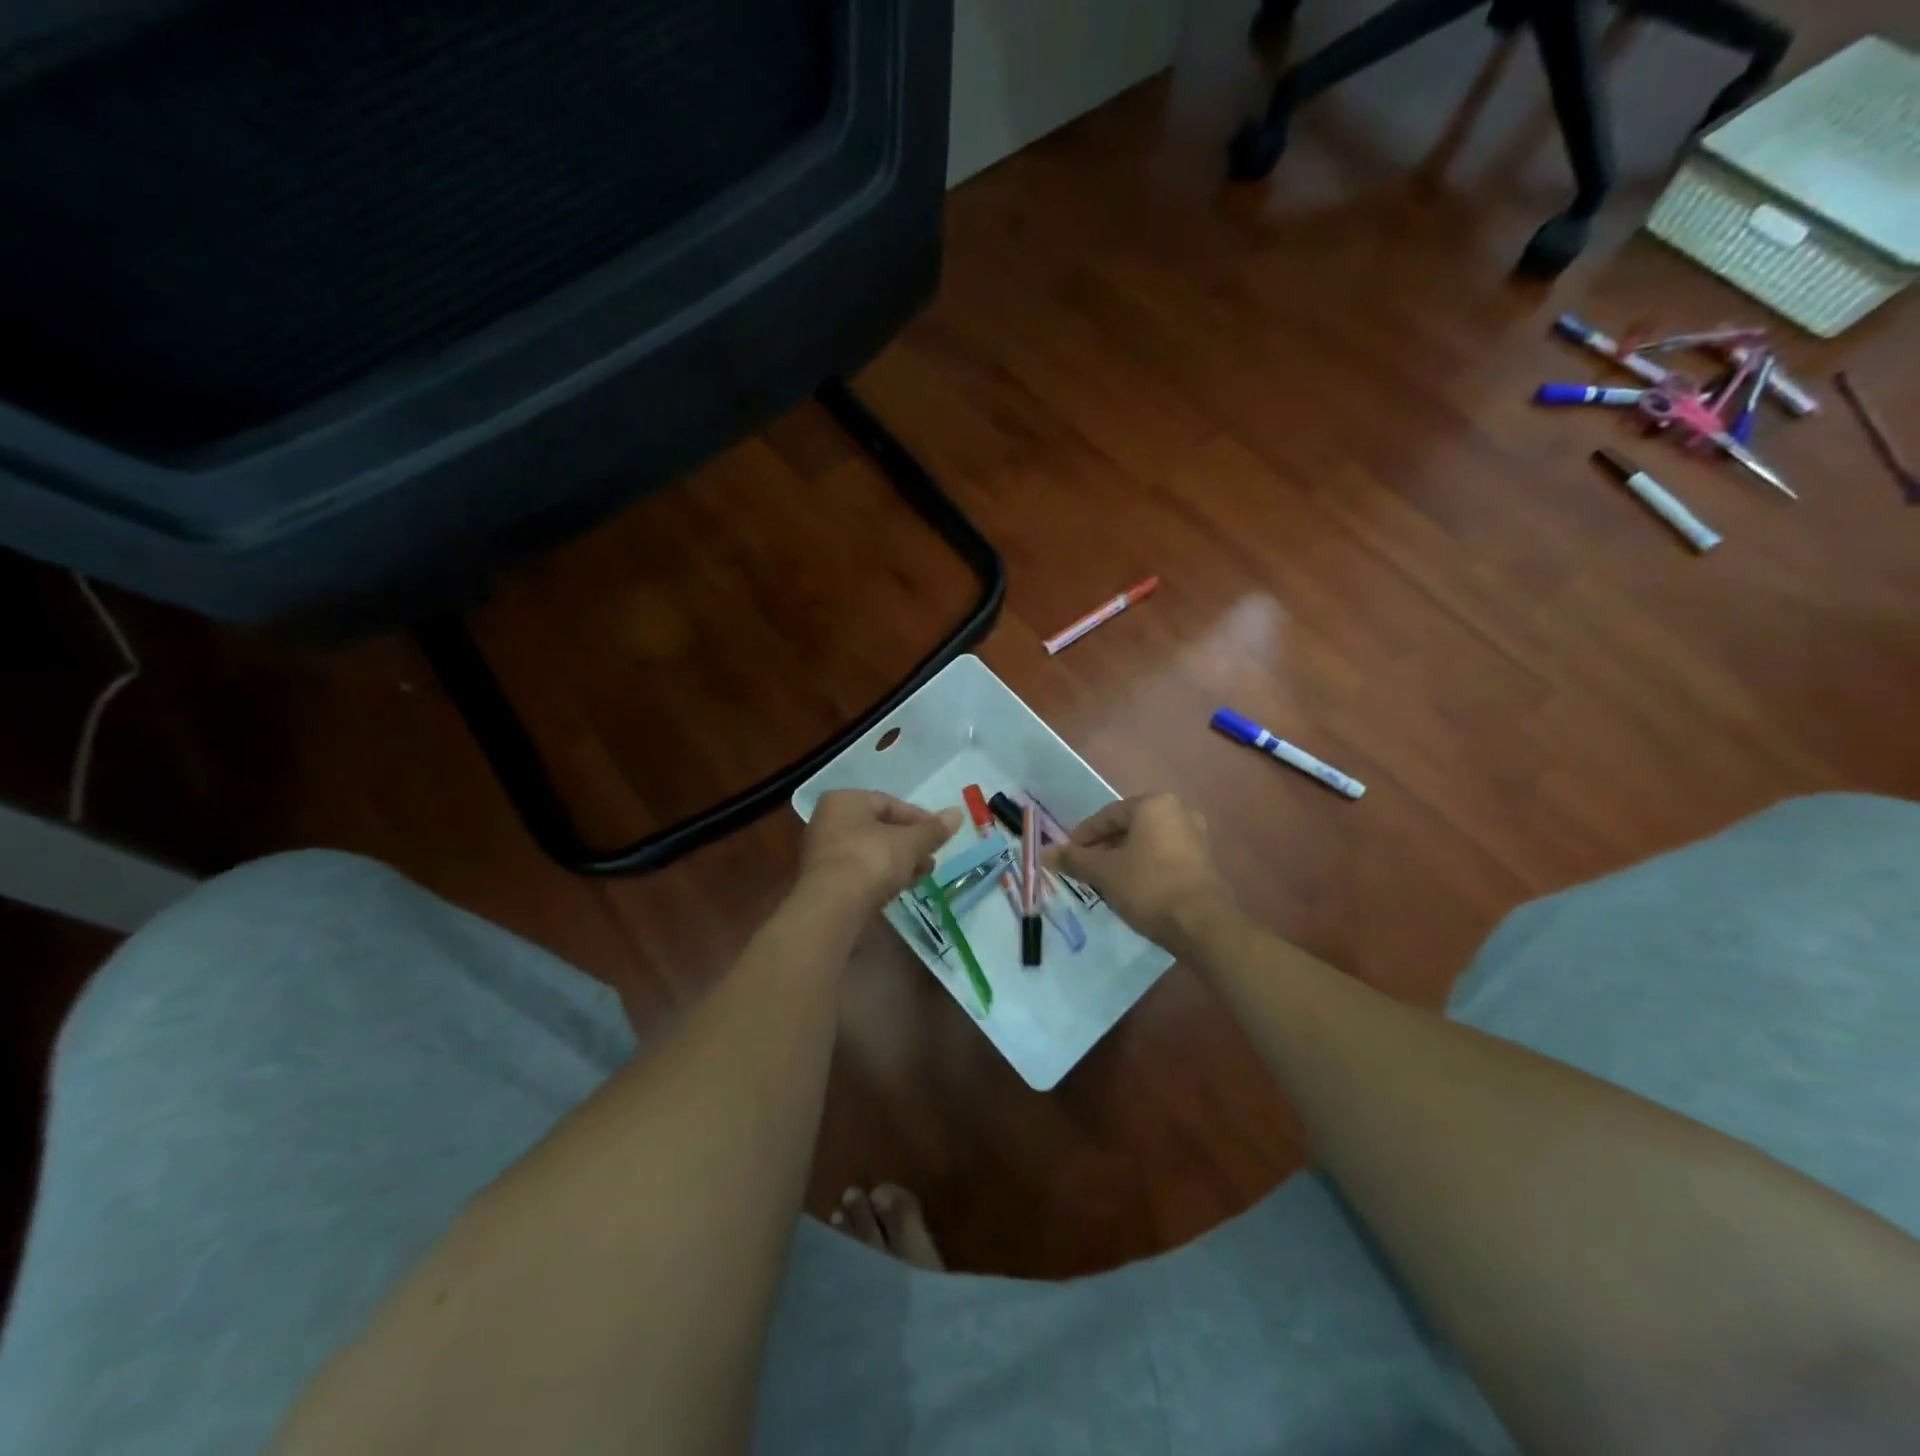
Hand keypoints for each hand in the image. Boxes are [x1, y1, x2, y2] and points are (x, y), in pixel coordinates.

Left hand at [799, 790, 962, 914]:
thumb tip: (957, 814)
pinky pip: (859, 871)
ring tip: (921, 876)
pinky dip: (880, 876)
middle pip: (879, 828)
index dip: (919, 819)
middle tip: (931, 858)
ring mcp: (823, 852)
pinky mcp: (824, 881)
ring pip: (870, 851)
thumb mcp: (909, 843)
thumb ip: (933, 830)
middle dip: (909, 843)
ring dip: (898, 861)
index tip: (940, 835)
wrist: (832, 907)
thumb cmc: (871, 860)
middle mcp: (828, 820)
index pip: (889, 803)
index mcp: (845, 801)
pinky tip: (899, 889)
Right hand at [1050, 794, 1236, 950]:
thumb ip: (1074, 859)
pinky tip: (1131, 888)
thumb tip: (1046, 853)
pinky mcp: (1203, 861)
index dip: (1083, 835)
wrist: (1202, 924)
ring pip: (1146, 842)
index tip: (1067, 855)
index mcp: (1153, 804)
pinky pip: (1163, 856)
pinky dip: (1144, 867)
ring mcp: (1195, 836)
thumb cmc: (1148, 886)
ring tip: (1104, 880)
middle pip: (1128, 826)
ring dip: (1123, 858)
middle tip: (1084, 868)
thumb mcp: (1104, 872)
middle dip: (1103, 847)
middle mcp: (1177, 811)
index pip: (1107, 815)